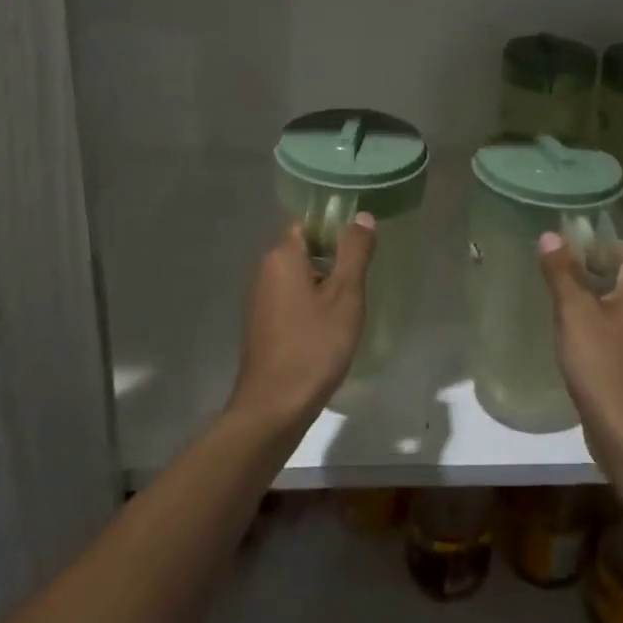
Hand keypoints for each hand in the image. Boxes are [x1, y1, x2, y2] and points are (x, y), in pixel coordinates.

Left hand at [229, 215, 376, 436]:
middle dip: (332, 258)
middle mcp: (265, 271)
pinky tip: (329, 327)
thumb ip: (355, 252)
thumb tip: (362, 216)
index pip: (308, 223)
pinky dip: (310, 304)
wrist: (274, 406)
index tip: (360, 246)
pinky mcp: (262, 325)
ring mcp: (260, 300)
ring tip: (350, 304)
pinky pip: (290, 300)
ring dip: (323, 284)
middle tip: (361, 278)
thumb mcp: (345, 296)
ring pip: (298, 276)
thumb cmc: (314, 345)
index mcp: (282, 256)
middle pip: (303, 249)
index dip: (335, 228)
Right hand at [538, 233, 622, 455]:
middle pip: (619, 273)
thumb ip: (561, 271)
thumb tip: (551, 234)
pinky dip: (597, 323)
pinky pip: (618, 327)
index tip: (558, 245)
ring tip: (555, 298)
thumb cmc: (603, 364)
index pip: (620, 247)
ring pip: (618, 302)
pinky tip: (572, 333)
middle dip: (586, 268)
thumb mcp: (574, 312)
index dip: (589, 242)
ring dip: (590, 297)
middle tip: (550, 270)